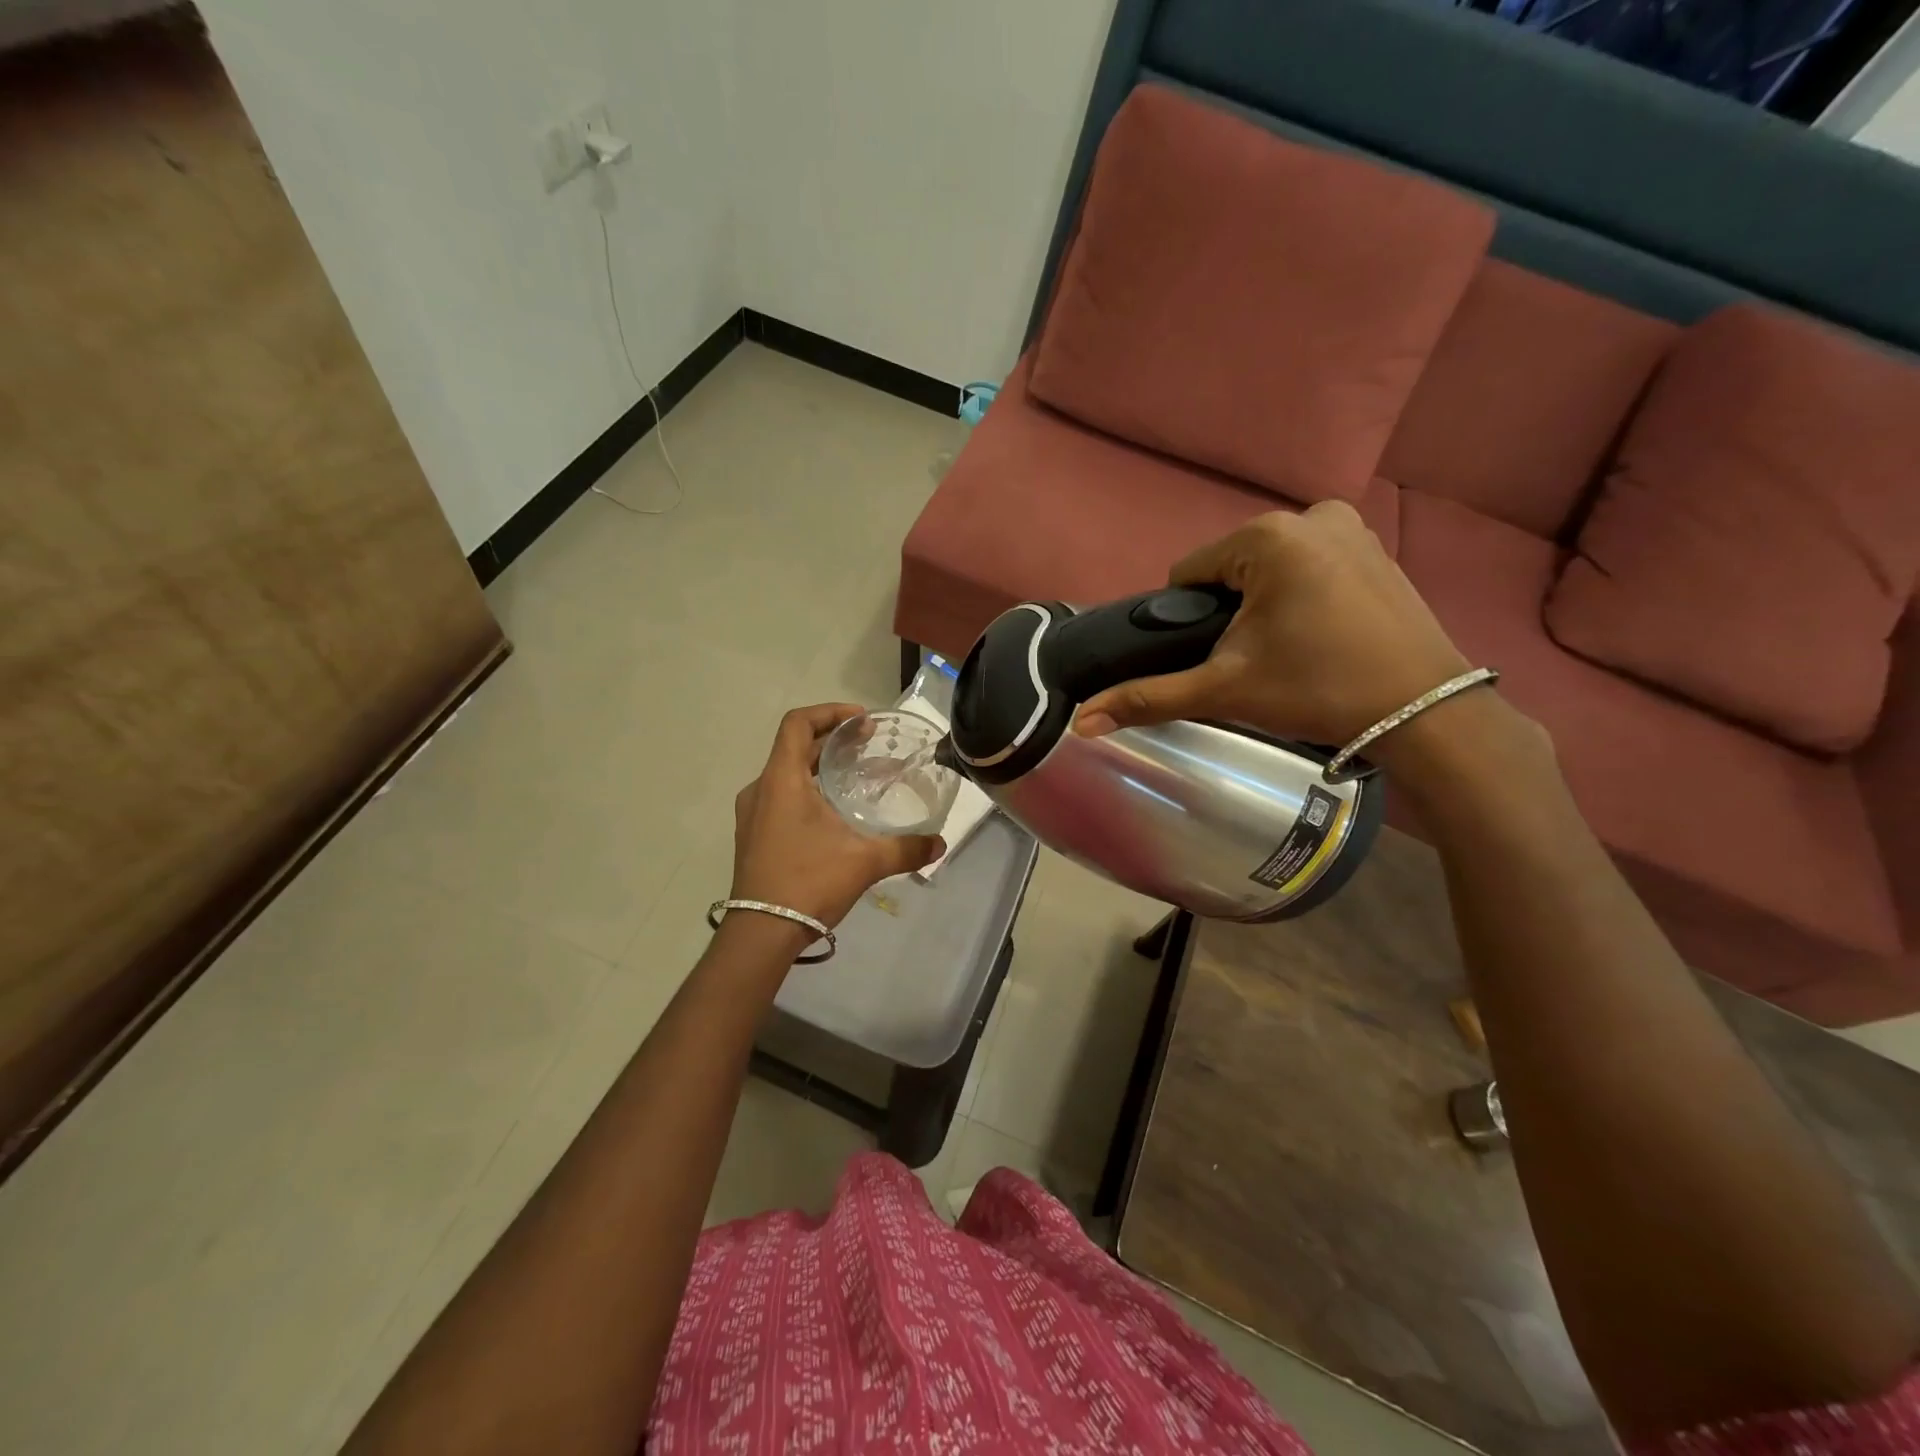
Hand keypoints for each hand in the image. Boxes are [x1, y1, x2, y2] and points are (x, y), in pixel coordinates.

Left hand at [730, 704, 944, 929]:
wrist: (761, 934)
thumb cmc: (808, 883)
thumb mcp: (864, 862)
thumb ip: (905, 849)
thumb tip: (940, 844)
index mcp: (781, 780)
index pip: (798, 723)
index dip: (830, 713)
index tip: (862, 722)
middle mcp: (761, 789)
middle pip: (796, 747)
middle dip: (834, 741)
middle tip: (869, 745)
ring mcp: (752, 814)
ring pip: (788, 774)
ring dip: (821, 768)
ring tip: (857, 776)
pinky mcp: (753, 835)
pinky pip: (781, 797)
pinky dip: (809, 791)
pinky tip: (835, 813)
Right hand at [1074, 503, 1470, 748]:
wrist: (1425, 713)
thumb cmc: (1317, 690)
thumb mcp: (1225, 690)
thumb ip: (1149, 698)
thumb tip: (1080, 723)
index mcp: (1267, 536)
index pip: (1188, 576)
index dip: (1190, 623)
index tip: (1219, 659)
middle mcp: (1308, 515)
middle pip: (1229, 571)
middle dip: (1229, 614)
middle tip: (1256, 662)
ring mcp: (1350, 527)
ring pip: (1267, 569)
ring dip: (1262, 606)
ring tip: (1290, 652)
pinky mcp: (1375, 547)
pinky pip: (1307, 566)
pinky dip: (1300, 596)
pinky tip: (1319, 635)